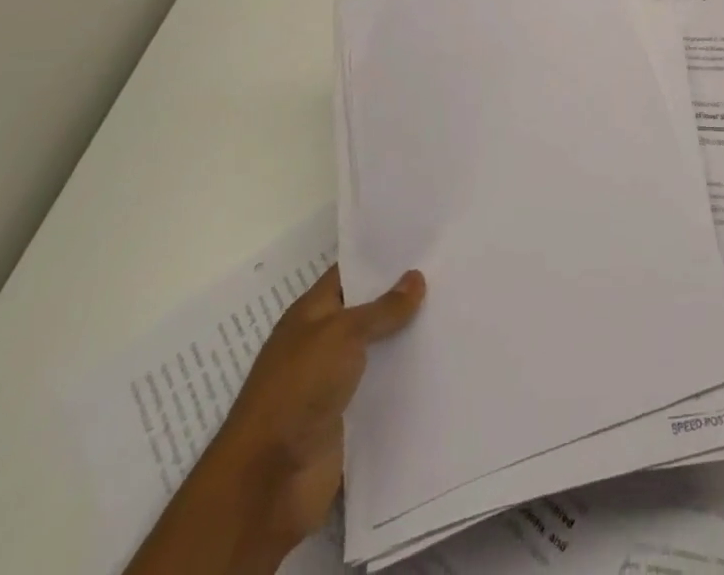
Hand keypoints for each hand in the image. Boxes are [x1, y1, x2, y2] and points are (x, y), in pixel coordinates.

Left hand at [211, 264, 425, 554]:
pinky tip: (439, 361)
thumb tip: (415, 277)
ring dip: (407, 338)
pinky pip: (382, 387)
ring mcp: (333, 382)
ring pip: (378, 349)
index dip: (381, 258)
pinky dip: (404, 377)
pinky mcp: (347, 417)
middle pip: (368, 311)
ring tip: (455, 312)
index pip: (349, 274)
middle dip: (403, 297)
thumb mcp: (341, 334)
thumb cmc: (297, 390)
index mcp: (311, 315)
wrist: (268, 482)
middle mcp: (322, 343)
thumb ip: (382, 308)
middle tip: (450, 273)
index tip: (423, 242)